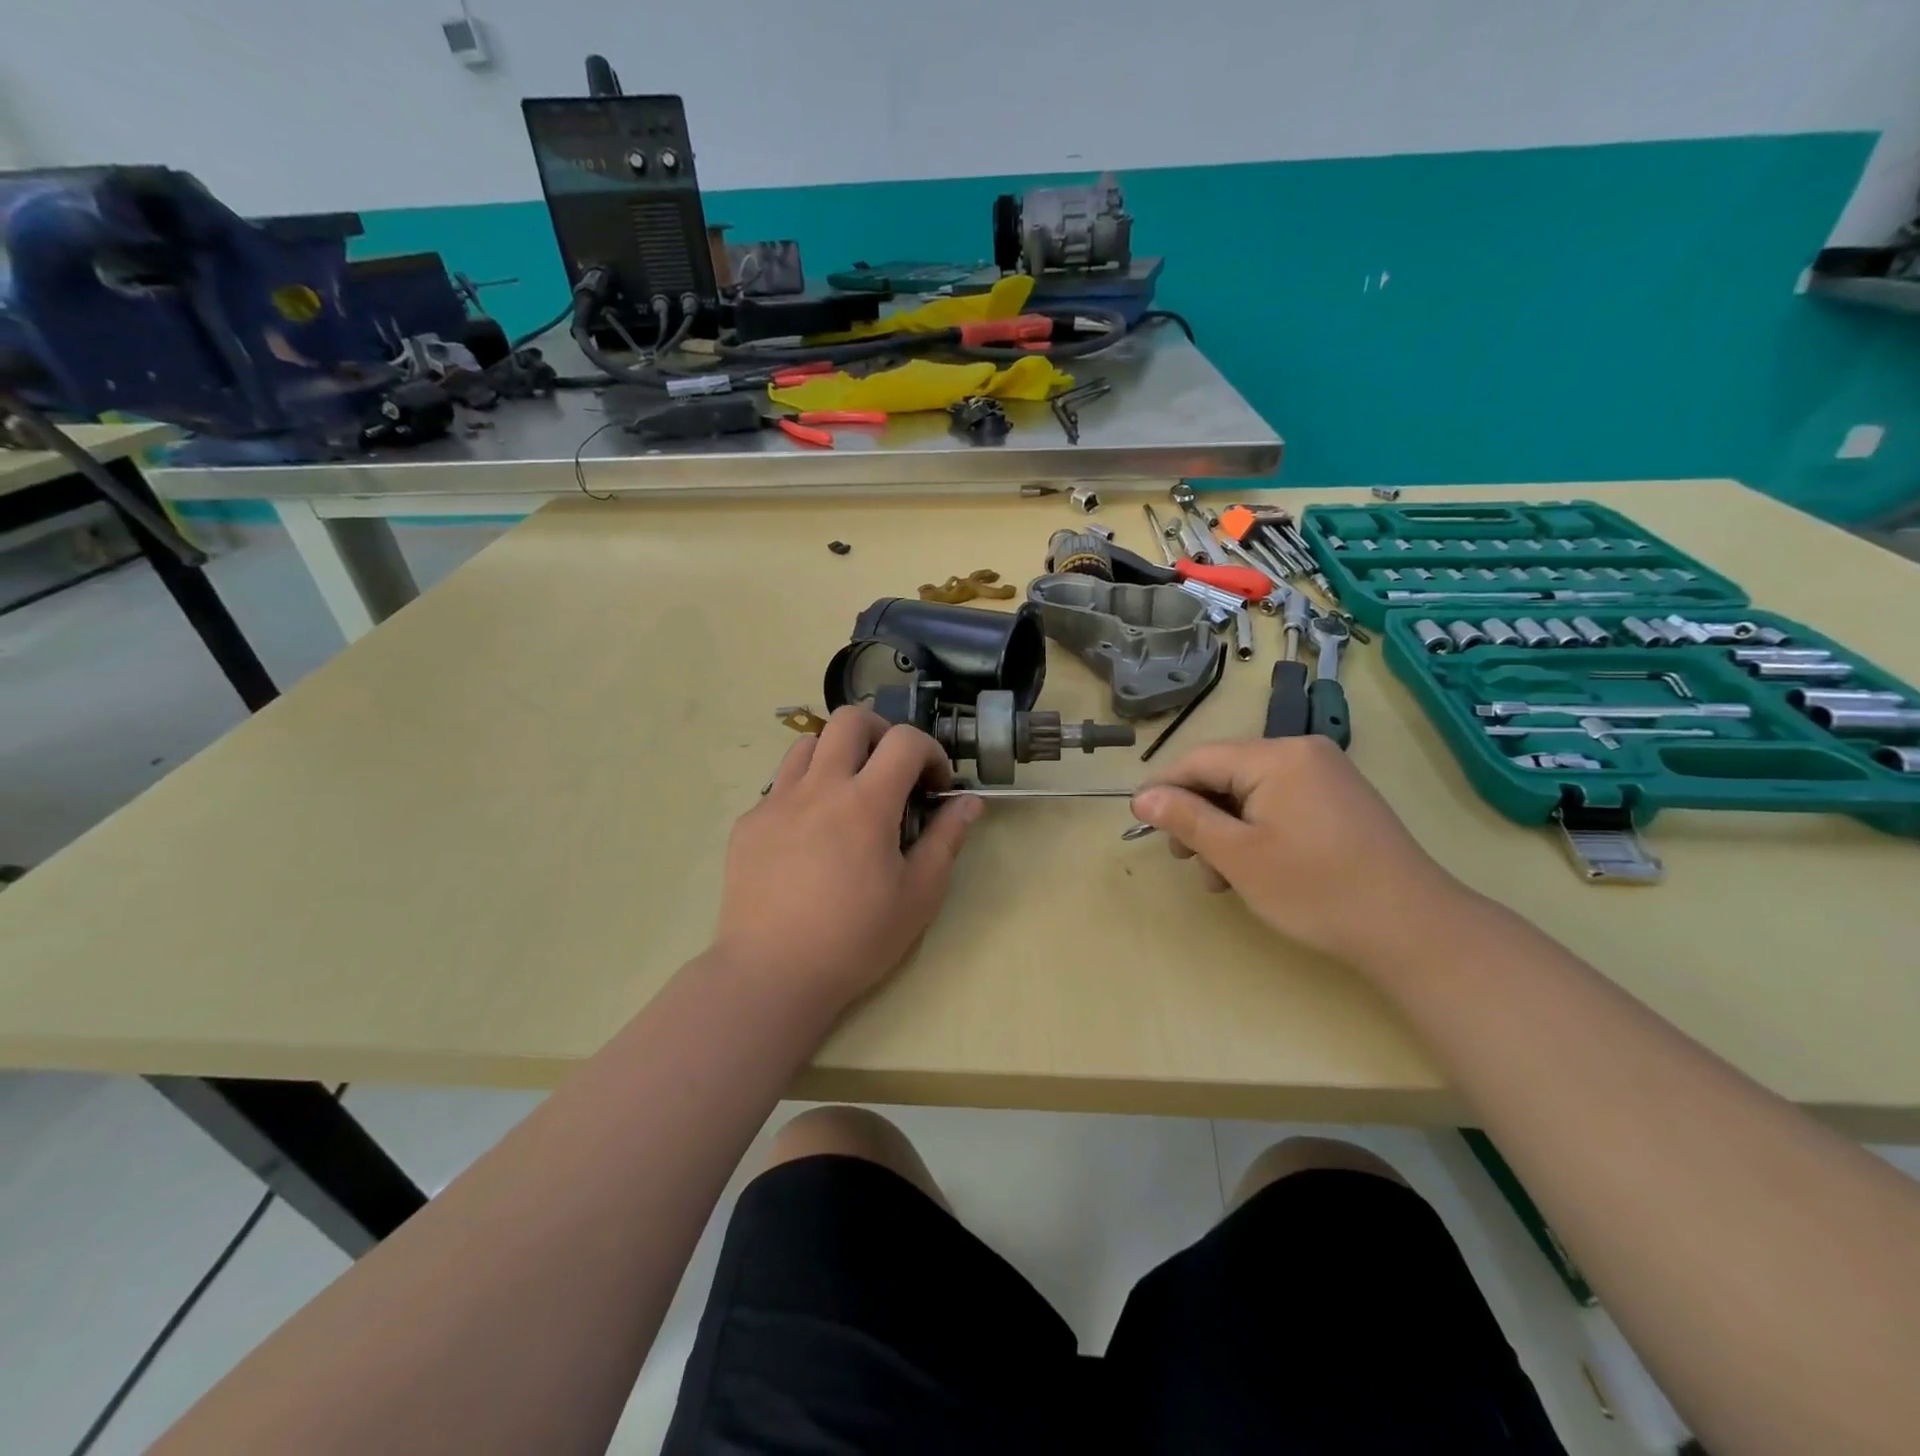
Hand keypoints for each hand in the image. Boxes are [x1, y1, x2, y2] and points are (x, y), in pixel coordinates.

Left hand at [714, 707, 981, 1006]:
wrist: (771, 974)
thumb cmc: (855, 939)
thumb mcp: (918, 896)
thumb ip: (946, 840)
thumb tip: (968, 802)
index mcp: (866, 803)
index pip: (905, 740)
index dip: (931, 752)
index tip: (936, 786)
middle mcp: (819, 787)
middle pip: (850, 719)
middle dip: (882, 732)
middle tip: (892, 770)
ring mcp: (777, 801)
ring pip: (809, 743)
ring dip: (838, 754)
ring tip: (849, 794)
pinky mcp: (749, 822)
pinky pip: (781, 784)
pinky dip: (806, 790)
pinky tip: (811, 834)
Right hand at [1129, 736, 1464, 966]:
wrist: (1413, 929)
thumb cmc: (1316, 889)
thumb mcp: (1238, 855)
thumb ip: (1186, 819)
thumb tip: (1142, 796)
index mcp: (1278, 756)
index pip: (1200, 760)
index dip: (1164, 790)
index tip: (1140, 824)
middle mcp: (1303, 753)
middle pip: (1225, 774)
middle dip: (1199, 817)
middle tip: (1187, 862)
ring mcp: (1325, 776)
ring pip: (1249, 792)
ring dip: (1225, 830)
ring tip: (1221, 879)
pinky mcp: (1338, 800)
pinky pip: (1278, 803)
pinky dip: (1255, 831)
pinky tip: (1252, 869)